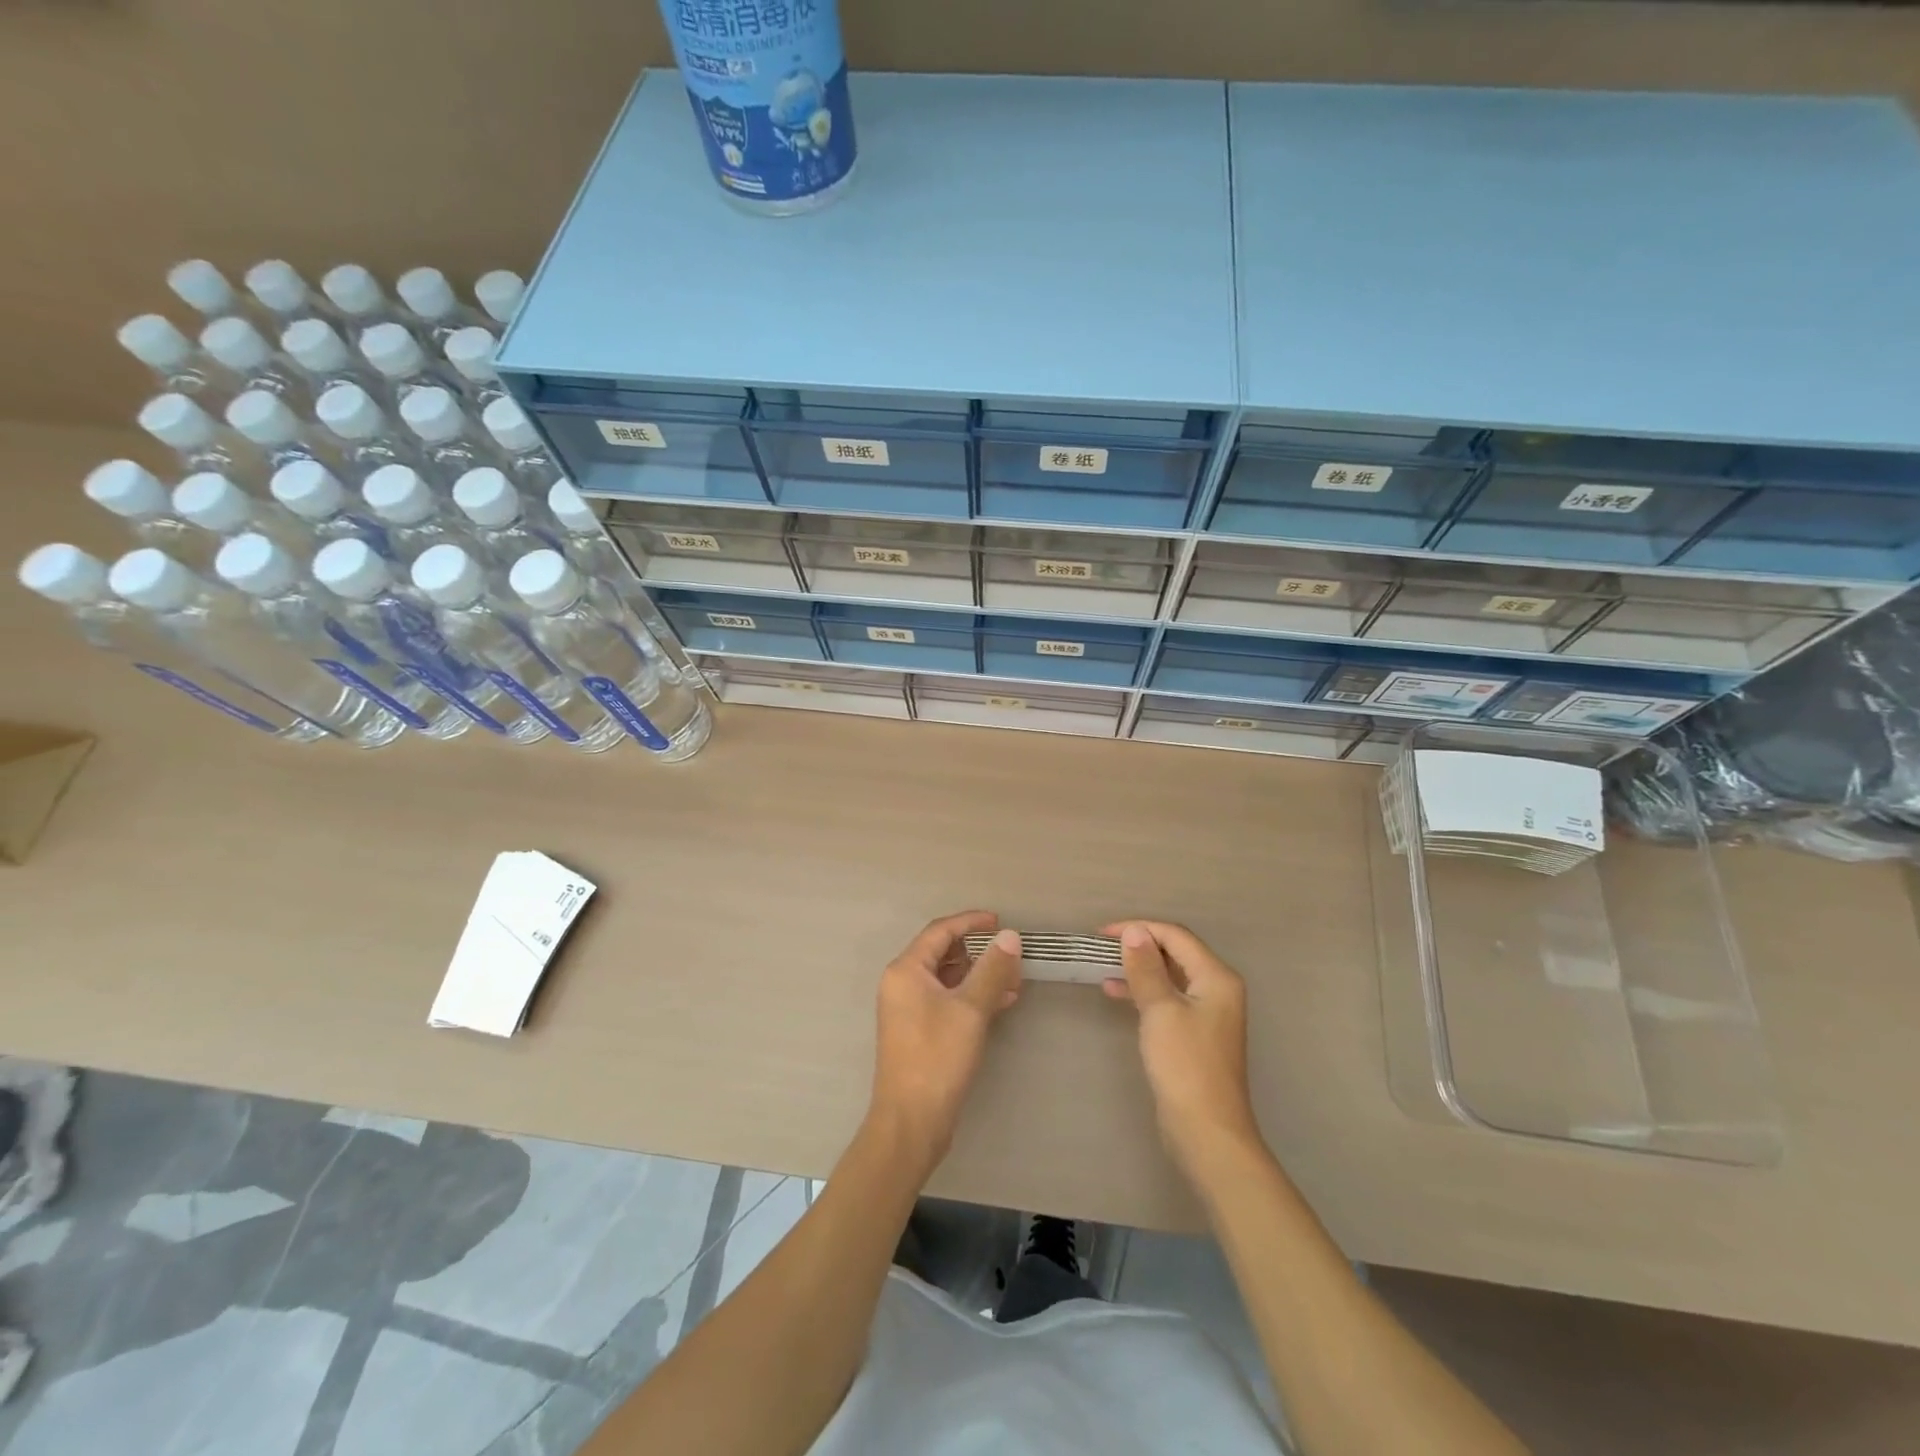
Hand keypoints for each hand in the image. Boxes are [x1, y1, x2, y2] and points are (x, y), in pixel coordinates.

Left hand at [870, 912, 1022, 1172]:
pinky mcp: (919, 1031)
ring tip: (1014, 980)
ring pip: (948, 978)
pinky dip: (972, 996)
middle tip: (1011, 955)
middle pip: (943, 952)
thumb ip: (991, 969)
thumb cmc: (937, 1058)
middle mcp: (902, 983)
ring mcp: (908, 1009)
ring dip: (979, 975)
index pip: (940, 931)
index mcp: (906, 970)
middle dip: (979, 951)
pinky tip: (1001, 1002)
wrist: (911, 1122)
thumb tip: (1010, 936)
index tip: (1001, 922)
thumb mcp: (970, 1009)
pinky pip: (947, 1000)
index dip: (971, 922)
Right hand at [1102, 921, 1261, 1178]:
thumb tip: (1134, 931)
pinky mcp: (1194, 1034)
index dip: (1139, 928)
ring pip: (1169, 975)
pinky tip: (1116, 992)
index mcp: (1216, 977)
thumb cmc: (1184, 1065)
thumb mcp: (1160, 1010)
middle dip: (1139, 945)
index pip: (1175, 936)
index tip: (1102, 934)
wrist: (1206, 1132)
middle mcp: (1217, 988)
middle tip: (1101, 947)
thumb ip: (1146, 968)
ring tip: (1103, 967)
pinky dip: (1143, 991)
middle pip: (1175, 952)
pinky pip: (1167, 998)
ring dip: (1138, 968)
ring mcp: (1207, 1013)